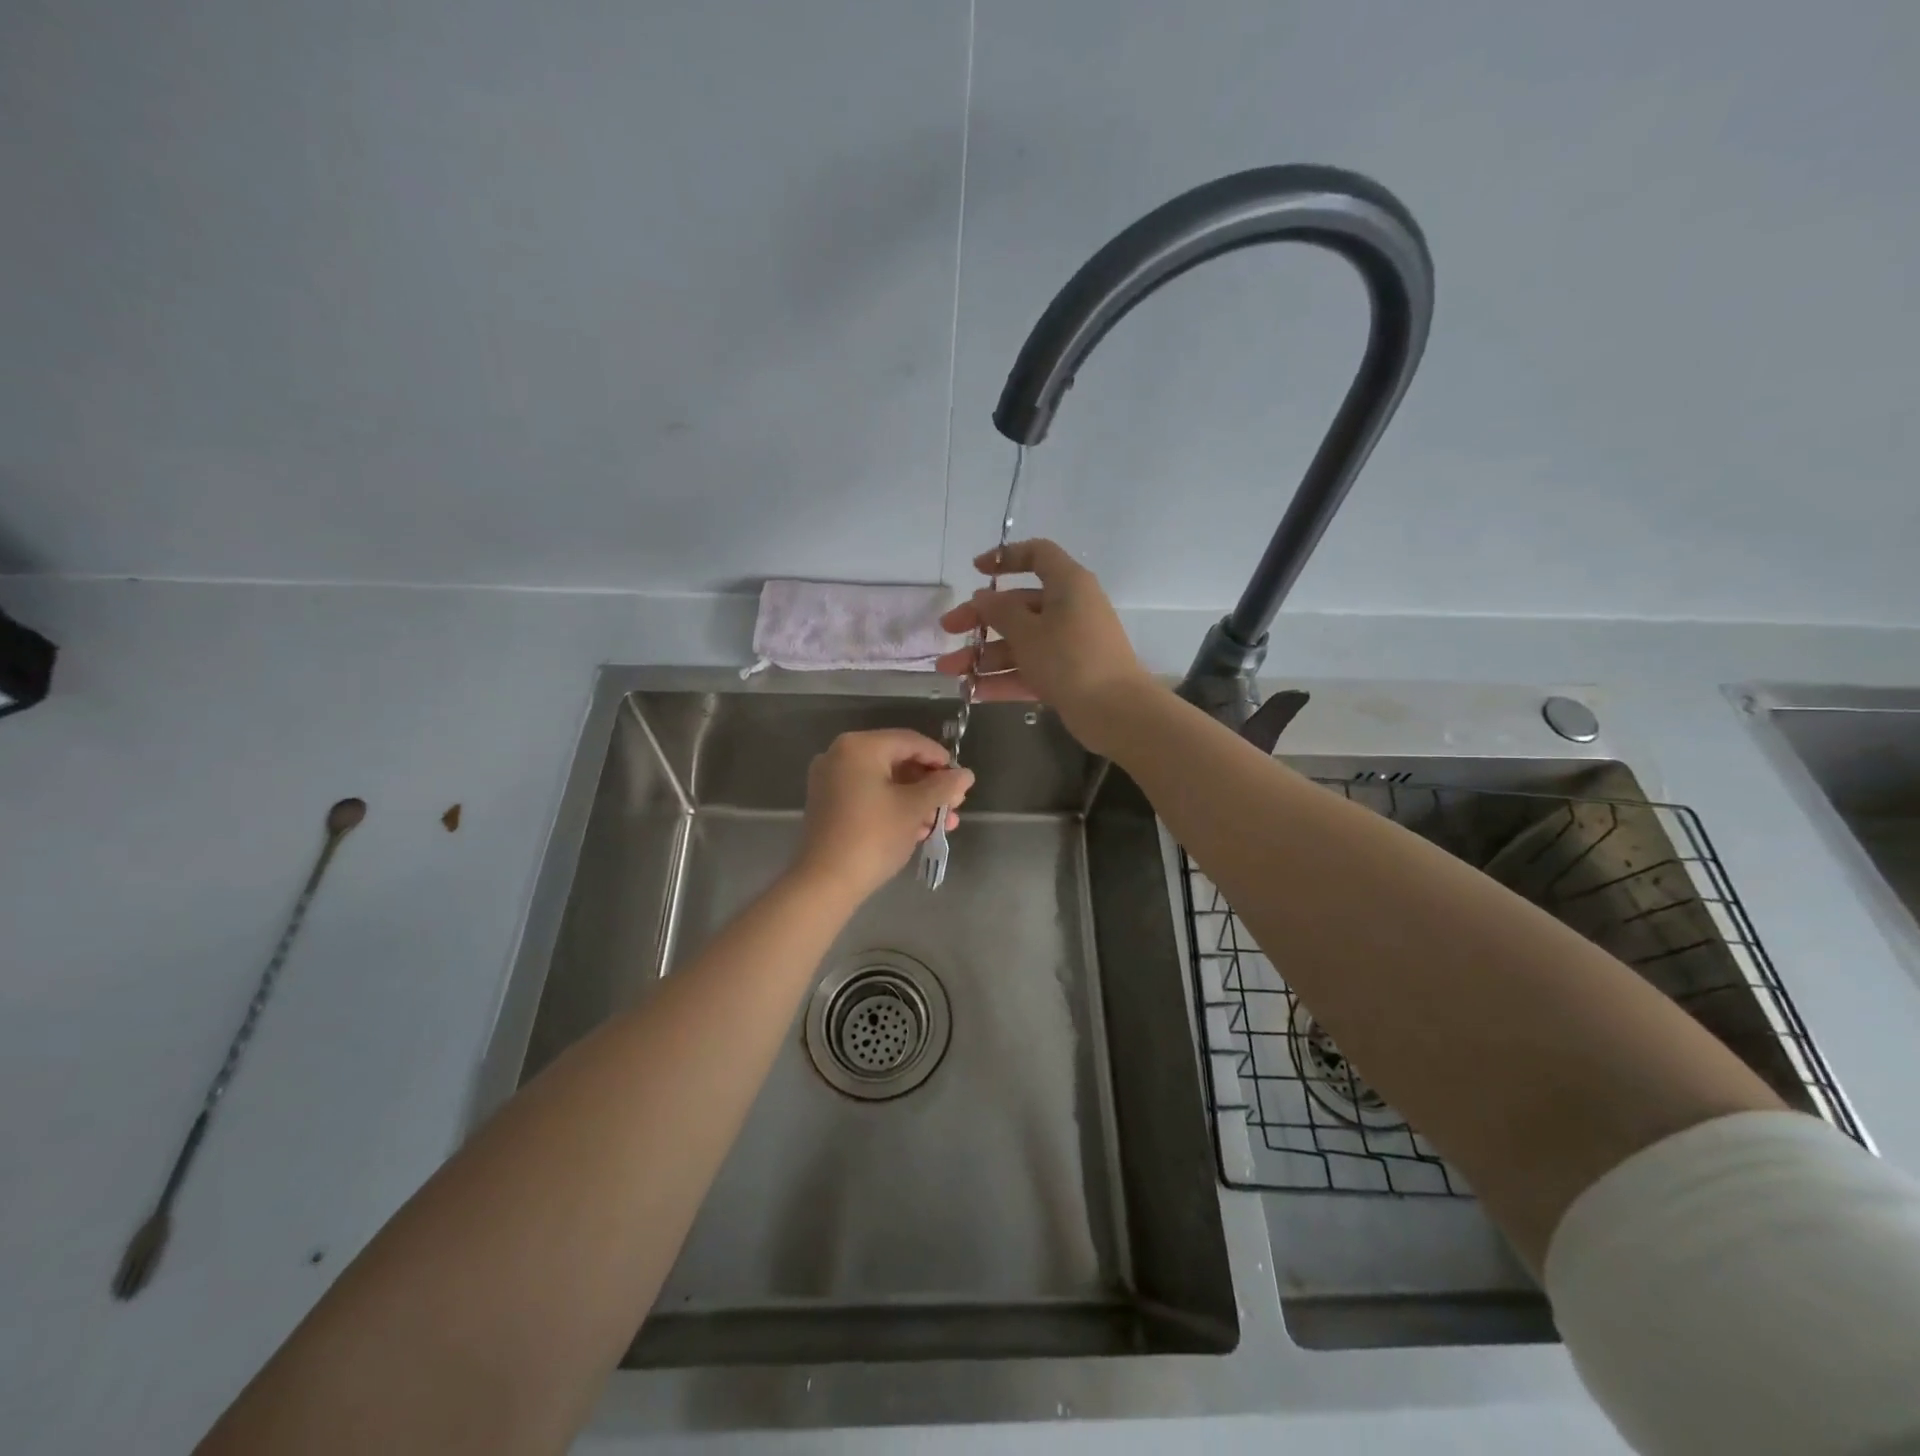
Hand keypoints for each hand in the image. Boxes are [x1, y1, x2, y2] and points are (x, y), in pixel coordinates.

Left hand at [793, 729, 974, 902]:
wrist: (825, 882)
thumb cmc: (874, 836)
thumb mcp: (914, 808)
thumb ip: (943, 787)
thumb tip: (966, 774)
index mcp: (859, 747)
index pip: (910, 741)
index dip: (940, 759)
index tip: (961, 780)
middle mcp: (840, 755)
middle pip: (897, 761)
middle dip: (930, 784)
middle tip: (955, 804)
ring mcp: (831, 781)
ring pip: (885, 782)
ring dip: (916, 800)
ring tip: (943, 822)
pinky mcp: (829, 804)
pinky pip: (869, 796)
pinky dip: (894, 807)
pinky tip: (919, 829)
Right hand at [935, 539, 1157, 754]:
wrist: (1116, 712)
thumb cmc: (1069, 659)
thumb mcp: (1027, 632)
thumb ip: (999, 612)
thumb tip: (983, 597)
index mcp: (1067, 585)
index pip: (1038, 556)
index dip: (1006, 557)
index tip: (976, 570)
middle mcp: (1069, 609)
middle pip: (1018, 605)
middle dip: (980, 619)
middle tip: (948, 630)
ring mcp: (1068, 645)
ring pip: (1020, 642)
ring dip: (984, 655)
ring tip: (949, 671)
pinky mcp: (1067, 676)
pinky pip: (1030, 670)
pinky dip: (1004, 678)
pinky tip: (972, 691)